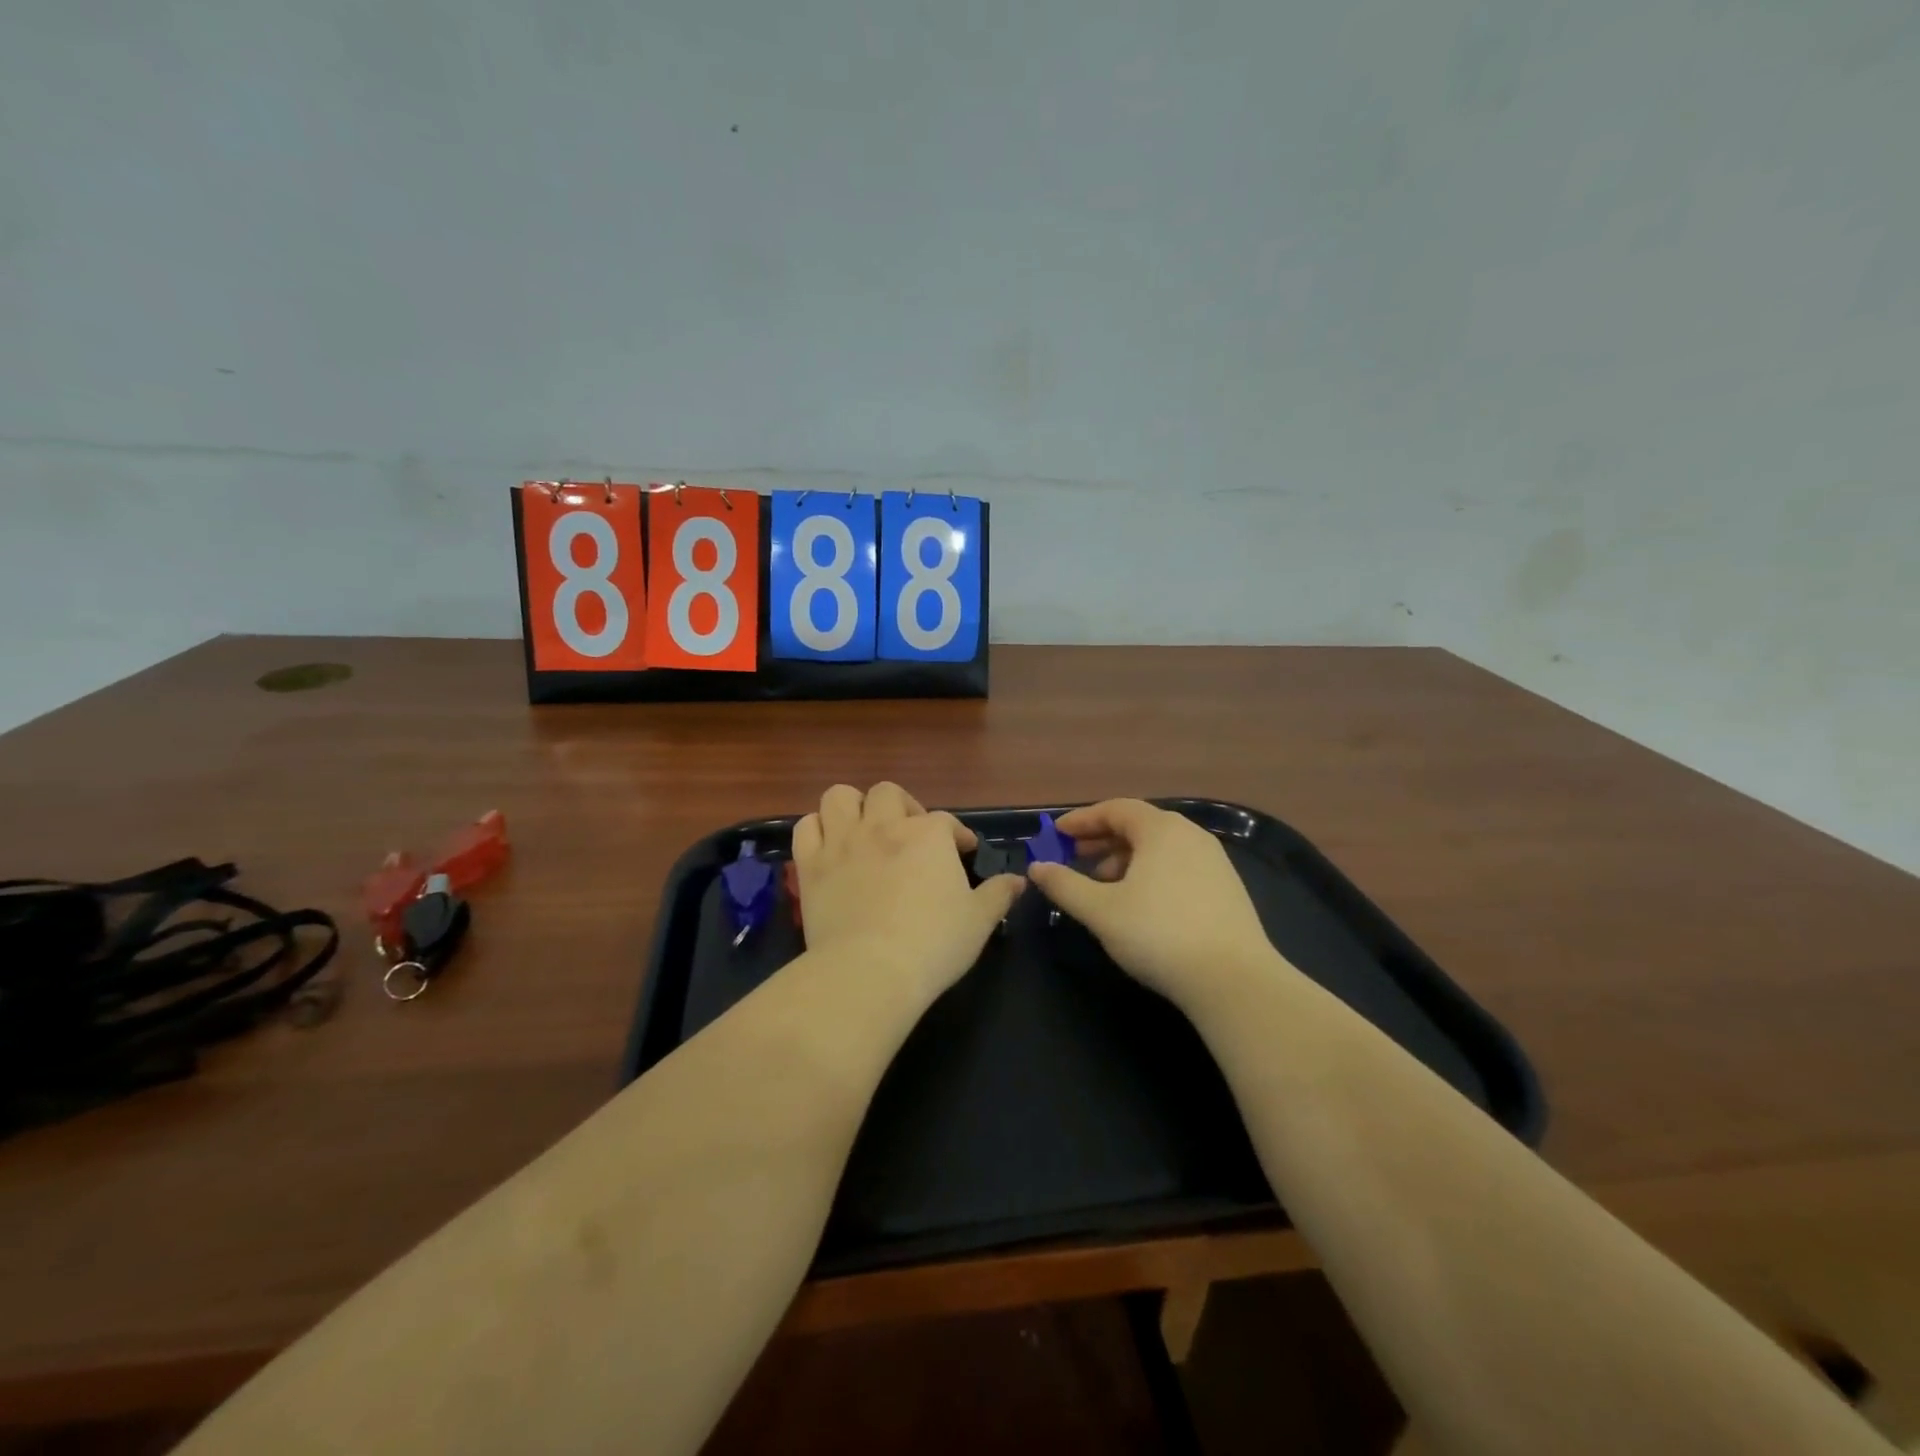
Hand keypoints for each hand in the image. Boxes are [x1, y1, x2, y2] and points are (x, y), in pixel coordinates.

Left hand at [792, 783, 1024, 1001]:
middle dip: (902, 807)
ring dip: (854, 806)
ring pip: (840, 797)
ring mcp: (842, 842)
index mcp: (927, 836)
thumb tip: (1018, 880)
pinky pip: (806, 827)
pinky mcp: (811, 865)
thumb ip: (999, 894)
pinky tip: (829, 846)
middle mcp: (883, 826)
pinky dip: (817, 829)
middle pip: (888, 794)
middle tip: (910, 834)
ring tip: (864, 829)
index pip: (946, 822)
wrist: (870, 971)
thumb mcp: (979, 921)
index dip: (957, 834)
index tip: (963, 851)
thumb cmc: (933, 944)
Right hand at [1026, 799, 1275, 1003]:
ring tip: (1103, 886)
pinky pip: (1178, 866)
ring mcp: (1214, 861)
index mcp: (1161, 830)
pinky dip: (1151, 873)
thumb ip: (1064, 885)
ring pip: (1160, 848)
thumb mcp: (1100, 911)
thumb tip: (1037, 867)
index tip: (1057, 834)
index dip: (1083, 819)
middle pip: (1139, 826)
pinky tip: (1140, 904)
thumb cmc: (1158, 934)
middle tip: (1075, 857)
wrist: (1234, 980)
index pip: (1116, 809)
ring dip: (1126, 859)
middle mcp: (1191, 835)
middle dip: (1102, 839)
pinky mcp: (1227, 888)